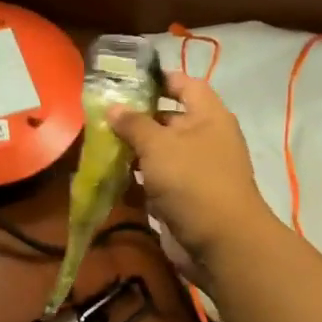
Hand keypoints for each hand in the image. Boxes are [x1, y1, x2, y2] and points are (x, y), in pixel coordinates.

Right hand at [110, 73, 277, 264]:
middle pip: (168, 119)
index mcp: (208, 116)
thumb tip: (113, 107)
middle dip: (136, 118)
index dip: (159, 79)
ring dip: (133, 150)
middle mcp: (204, 138)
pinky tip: (111, 177)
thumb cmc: (192, 181)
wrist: (221, 242)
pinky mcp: (184, 197)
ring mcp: (195, 170)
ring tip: (100, 146)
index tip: (126, 82)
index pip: (184, 84)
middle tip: (102, 116)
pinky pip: (157, 180)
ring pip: (160, 152)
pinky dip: (137, 178)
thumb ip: (133, 124)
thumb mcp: (158, 145)